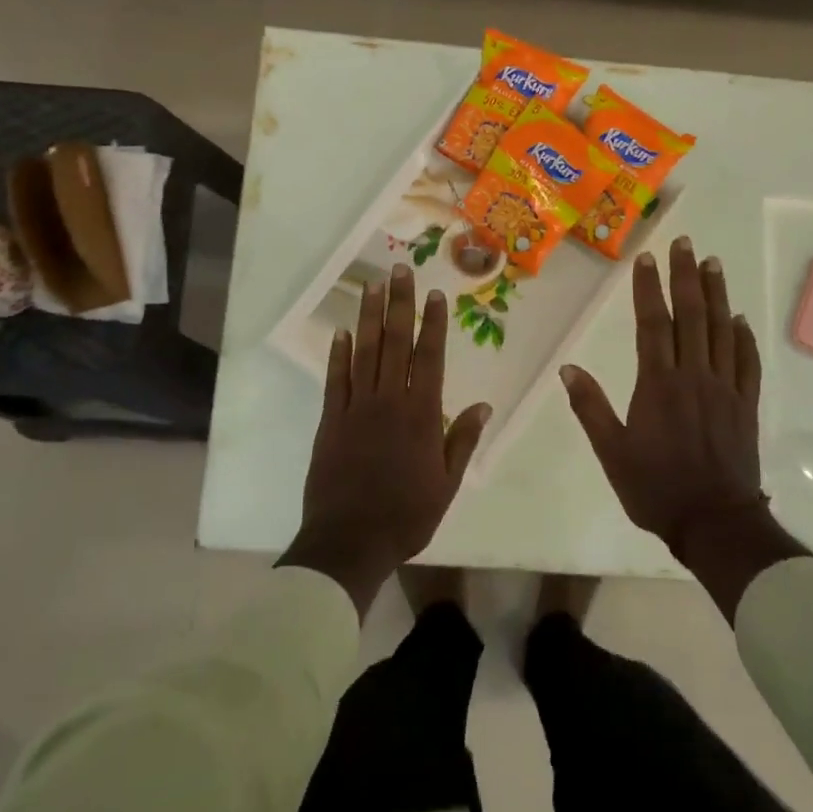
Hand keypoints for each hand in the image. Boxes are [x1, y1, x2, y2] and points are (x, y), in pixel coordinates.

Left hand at [279, 264, 491, 615]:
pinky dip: (337, 354)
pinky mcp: (329, 421)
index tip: (434, 294)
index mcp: (421, 416)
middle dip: (399, 304)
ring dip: (368, 317)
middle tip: (400, 270)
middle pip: (395, 343)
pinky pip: (334, 380)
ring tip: (372, 286)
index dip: (432, 323)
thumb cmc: (406, 516)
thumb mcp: (446, 484)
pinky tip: (341, 332)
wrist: (349, 541)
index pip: (430, 358)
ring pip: (364, 353)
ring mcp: (355, 409)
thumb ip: (461, 441)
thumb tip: (483, 406)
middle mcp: (389, 402)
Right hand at [560, 237, 806, 616]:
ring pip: (723, 331)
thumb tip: (568, 369)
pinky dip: (743, 337)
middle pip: (692, 316)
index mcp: (658, 384)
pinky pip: (746, 362)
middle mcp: (694, 376)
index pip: (653, 324)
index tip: (648, 259)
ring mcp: (725, 389)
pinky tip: (740, 319)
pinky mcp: (745, 405)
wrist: (714, 521)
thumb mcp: (612, 453)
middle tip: (686, 244)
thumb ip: (590, 408)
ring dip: (718, 295)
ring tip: (713, 264)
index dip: (650, 289)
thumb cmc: (656, 488)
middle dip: (687, 277)